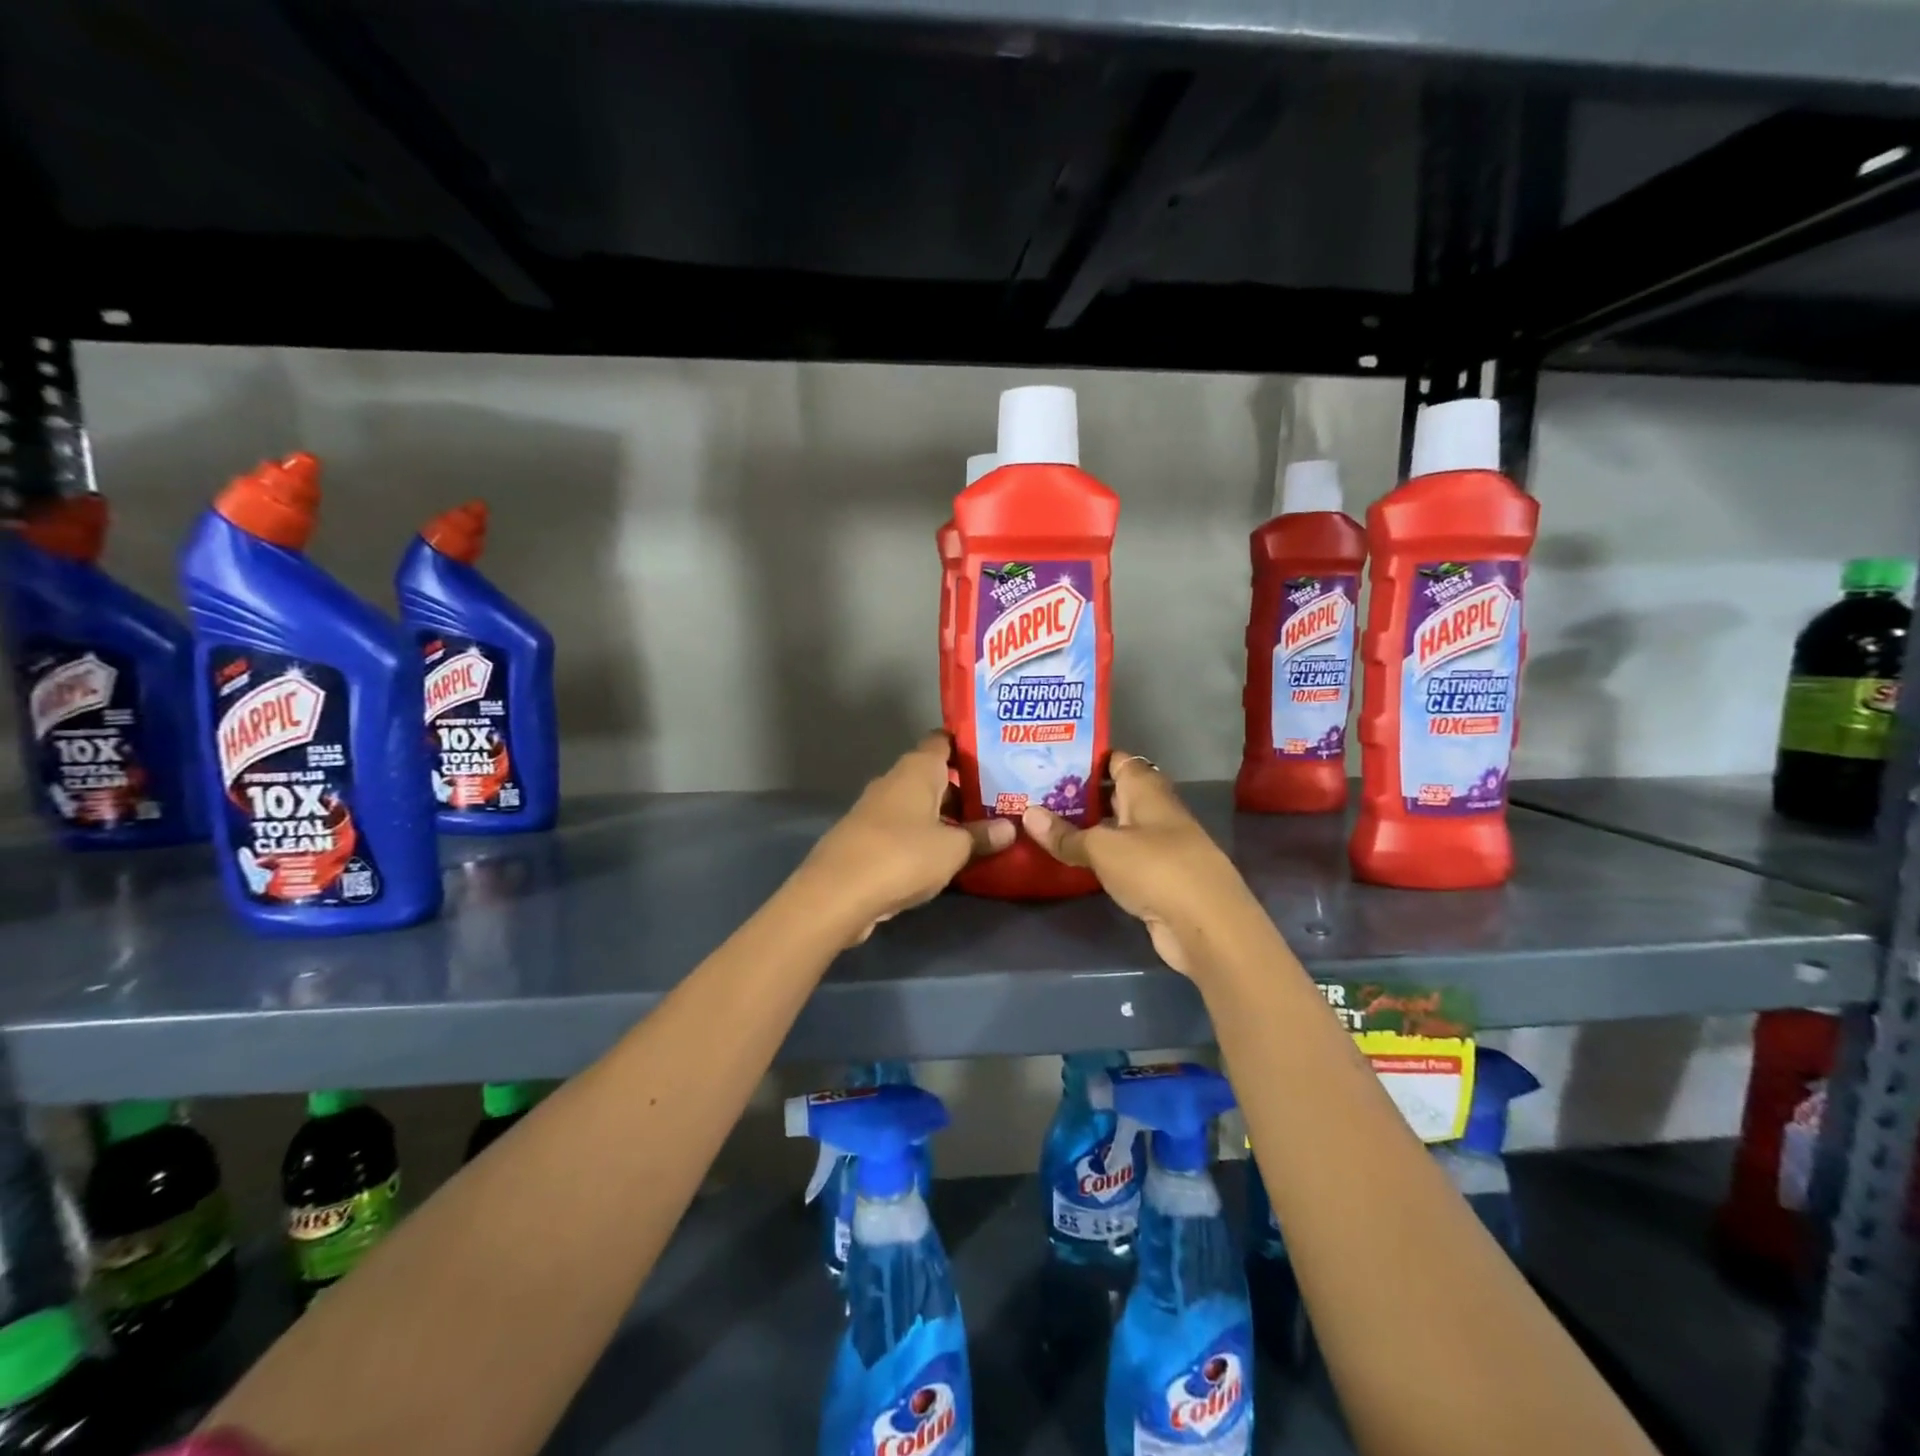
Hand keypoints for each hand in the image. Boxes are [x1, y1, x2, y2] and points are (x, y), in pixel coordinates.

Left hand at [796, 732, 1013, 946]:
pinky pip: (905, 830)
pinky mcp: (866, 839)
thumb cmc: (903, 856)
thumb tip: (1010, 828)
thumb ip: (982, 836)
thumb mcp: (953, 849)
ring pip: (919, 806)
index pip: (943, 741)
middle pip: (933, 776)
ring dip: (945, 817)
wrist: (837, 894)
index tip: (995, 755)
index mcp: (916, 770)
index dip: (968, 745)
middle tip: (999, 803)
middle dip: (963, 789)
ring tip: (980, 832)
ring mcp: (876, 810)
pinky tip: (945, 857)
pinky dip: (924, 838)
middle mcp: (894, 781)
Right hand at [1022, 752, 1261, 978]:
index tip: (1050, 759)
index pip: (1116, 760)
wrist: (1206, 924)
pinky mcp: (1157, 877)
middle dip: (1080, 793)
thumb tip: (1027, 813)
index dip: (1087, 757)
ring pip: (1117, 827)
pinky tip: (1072, 858)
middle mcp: (1155, 811)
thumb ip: (1066, 834)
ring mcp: (1159, 845)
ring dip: (1088, 826)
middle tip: (1036, 792)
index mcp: (1146, 790)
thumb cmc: (1155, 869)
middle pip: (1115, 793)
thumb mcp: (1103, 848)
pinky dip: (1099, 856)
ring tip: (1045, 823)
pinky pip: (1121, 857)